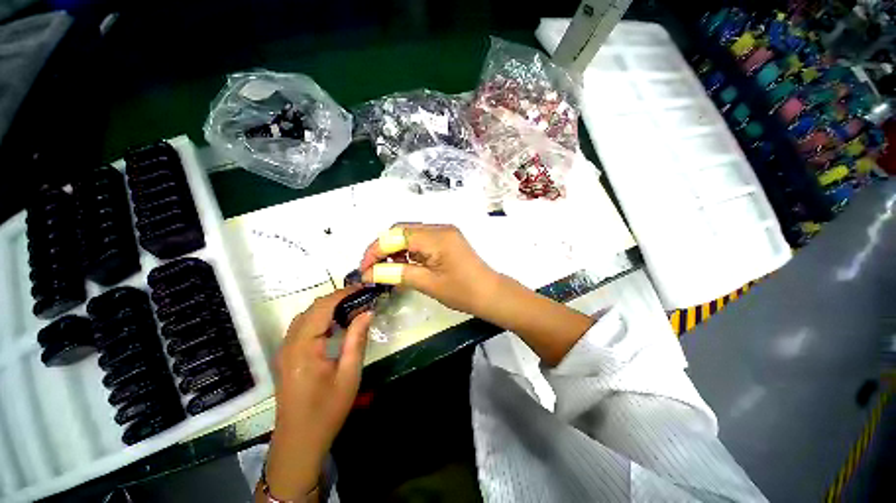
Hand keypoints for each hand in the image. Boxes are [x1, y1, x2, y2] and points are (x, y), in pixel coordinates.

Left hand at [262, 288, 371, 501]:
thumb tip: (367, 312)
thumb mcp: (349, 374)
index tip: (363, 288)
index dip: (343, 294)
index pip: (322, 308)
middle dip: (337, 299)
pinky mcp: (287, 356)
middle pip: (312, 309)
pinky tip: (336, 325)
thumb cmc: (327, 410)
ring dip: (329, 308)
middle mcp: (289, 343)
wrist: (299, 441)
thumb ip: (357, 339)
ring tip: (353, 308)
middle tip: (362, 298)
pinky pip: (303, 327)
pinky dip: (320, 319)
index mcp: (303, 347)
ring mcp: (285, 350)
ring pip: (306, 316)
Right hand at [359, 224, 500, 317]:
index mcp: (436, 237)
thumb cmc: (462, 292)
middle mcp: (439, 228)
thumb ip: (397, 274)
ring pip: (409, 234)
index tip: (364, 269)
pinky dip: (407, 251)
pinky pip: (420, 240)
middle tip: (372, 269)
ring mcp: (444, 232)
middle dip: (383, 248)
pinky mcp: (446, 240)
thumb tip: (369, 274)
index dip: (375, 250)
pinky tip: (402, 265)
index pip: (396, 235)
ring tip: (385, 269)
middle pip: (401, 230)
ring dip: (394, 250)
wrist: (491, 294)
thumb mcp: (428, 284)